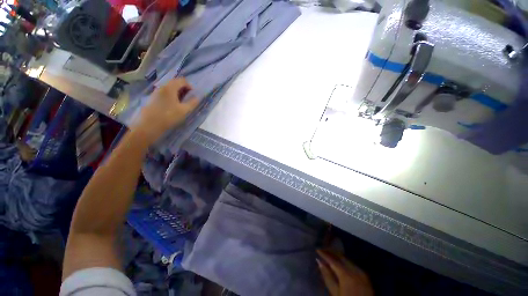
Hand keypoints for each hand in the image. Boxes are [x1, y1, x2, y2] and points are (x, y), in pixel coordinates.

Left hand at [132, 78, 198, 143]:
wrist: (149, 125)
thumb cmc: (169, 116)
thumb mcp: (184, 111)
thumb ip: (192, 103)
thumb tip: (197, 98)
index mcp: (170, 88)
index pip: (182, 80)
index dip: (190, 86)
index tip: (193, 95)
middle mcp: (162, 87)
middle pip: (175, 83)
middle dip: (184, 89)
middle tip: (189, 99)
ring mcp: (156, 92)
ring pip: (170, 88)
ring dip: (178, 92)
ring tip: (182, 103)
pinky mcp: (153, 98)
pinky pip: (165, 93)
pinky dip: (171, 95)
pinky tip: (173, 105)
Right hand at [317, 249, 372, 295]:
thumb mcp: (335, 292)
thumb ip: (327, 276)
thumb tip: (319, 262)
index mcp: (346, 274)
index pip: (332, 259)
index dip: (324, 254)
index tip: (317, 250)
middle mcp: (355, 270)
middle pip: (341, 257)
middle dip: (331, 253)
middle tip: (323, 251)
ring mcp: (362, 272)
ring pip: (347, 259)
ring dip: (338, 257)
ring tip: (330, 256)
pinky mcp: (366, 276)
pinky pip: (353, 264)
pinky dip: (346, 262)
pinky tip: (341, 263)